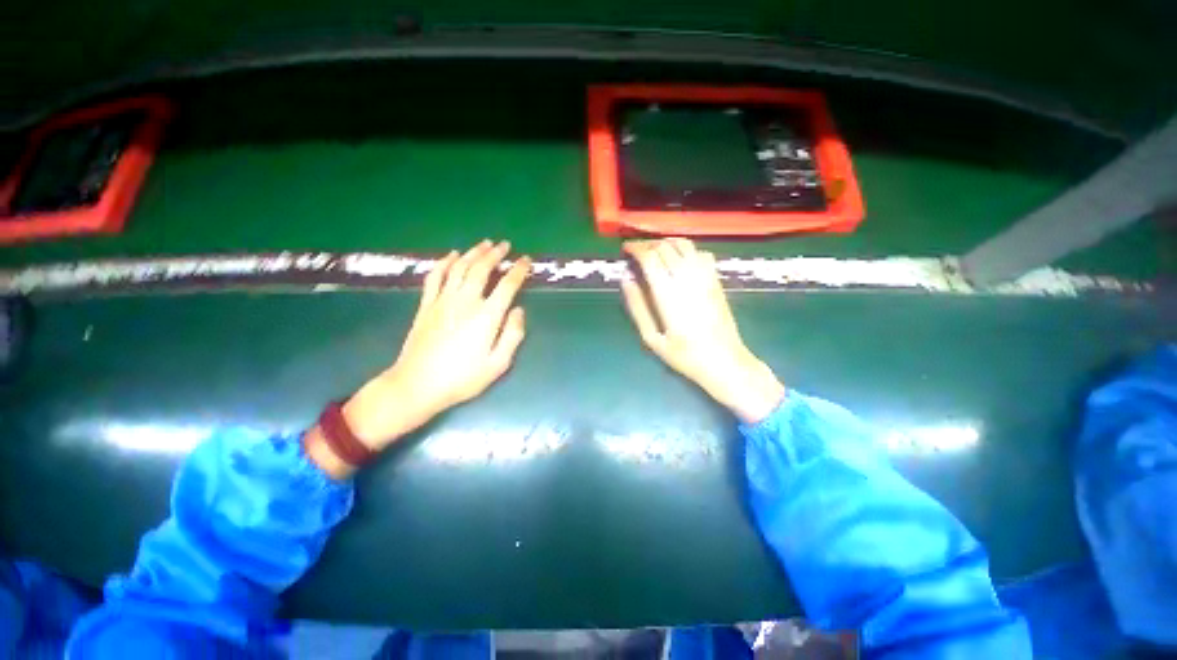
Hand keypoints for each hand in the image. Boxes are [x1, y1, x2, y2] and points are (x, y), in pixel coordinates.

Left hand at [308, 240, 531, 477]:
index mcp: (486, 316)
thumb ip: (513, 335)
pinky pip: (436, 277)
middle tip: (505, 245)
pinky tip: (452, 255)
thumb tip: (519, 311)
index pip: (507, 285)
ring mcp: (443, 301)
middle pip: (482, 269)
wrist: (418, 385)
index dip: (518, 270)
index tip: (526, 260)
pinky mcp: (426, 305)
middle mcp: (466, 302)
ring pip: (460, 268)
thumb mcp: (498, 364)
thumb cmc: (463, 378)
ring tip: (485, 243)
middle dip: (496, 254)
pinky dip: (444, 262)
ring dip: (474, 253)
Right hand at [621, 239, 784, 423]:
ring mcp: (705, 277)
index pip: (650, 257)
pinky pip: (701, 253)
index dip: (635, 248)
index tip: (625, 249)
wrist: (724, 361)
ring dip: (666, 242)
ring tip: (654, 250)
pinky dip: (686, 249)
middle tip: (636, 251)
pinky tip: (679, 259)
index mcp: (668, 293)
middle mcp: (687, 278)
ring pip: (684, 244)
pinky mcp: (716, 280)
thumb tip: (626, 280)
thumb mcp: (652, 338)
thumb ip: (637, 307)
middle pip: (665, 247)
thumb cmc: (684, 355)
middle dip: (647, 244)